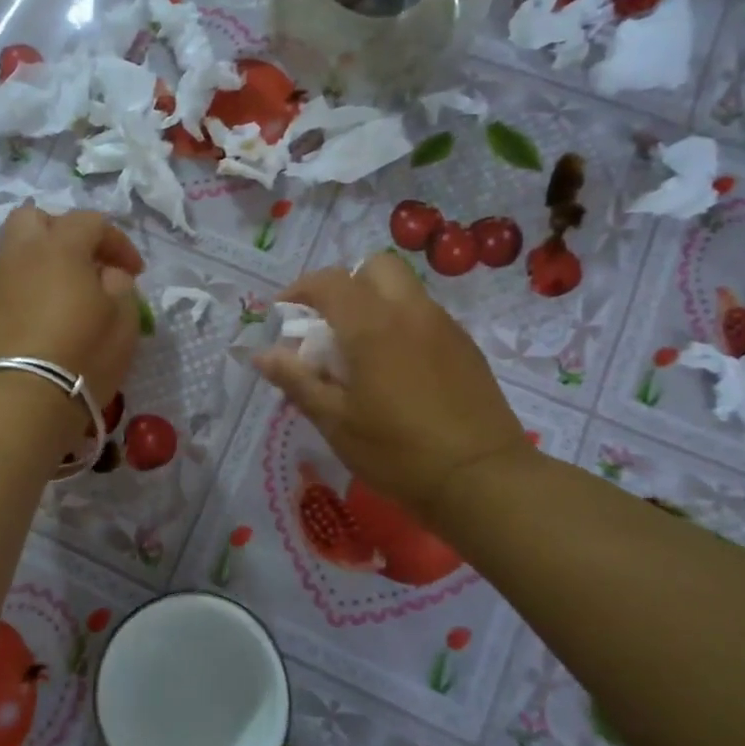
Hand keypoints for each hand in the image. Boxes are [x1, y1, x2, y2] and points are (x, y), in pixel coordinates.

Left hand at [0, 207, 144, 416]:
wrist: (20, 399)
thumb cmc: (82, 353)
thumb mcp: (123, 318)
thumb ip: (120, 284)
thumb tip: (106, 274)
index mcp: (60, 245)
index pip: (91, 222)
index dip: (118, 242)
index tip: (136, 273)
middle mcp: (22, 253)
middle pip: (37, 219)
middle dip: (65, 232)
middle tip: (88, 262)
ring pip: (19, 249)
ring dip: (45, 259)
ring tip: (70, 290)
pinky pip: (12, 280)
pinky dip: (32, 284)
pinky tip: (50, 311)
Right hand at [253, 252, 530, 522]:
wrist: (482, 478)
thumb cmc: (397, 451)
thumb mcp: (335, 421)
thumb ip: (297, 380)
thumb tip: (262, 354)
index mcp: (371, 325)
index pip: (328, 282)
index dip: (299, 289)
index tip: (284, 313)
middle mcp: (409, 311)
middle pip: (375, 267)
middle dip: (345, 284)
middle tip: (329, 323)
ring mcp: (443, 326)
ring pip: (403, 289)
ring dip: (375, 303)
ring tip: (361, 350)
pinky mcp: (466, 346)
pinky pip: (425, 315)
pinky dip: (401, 324)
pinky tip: (397, 369)